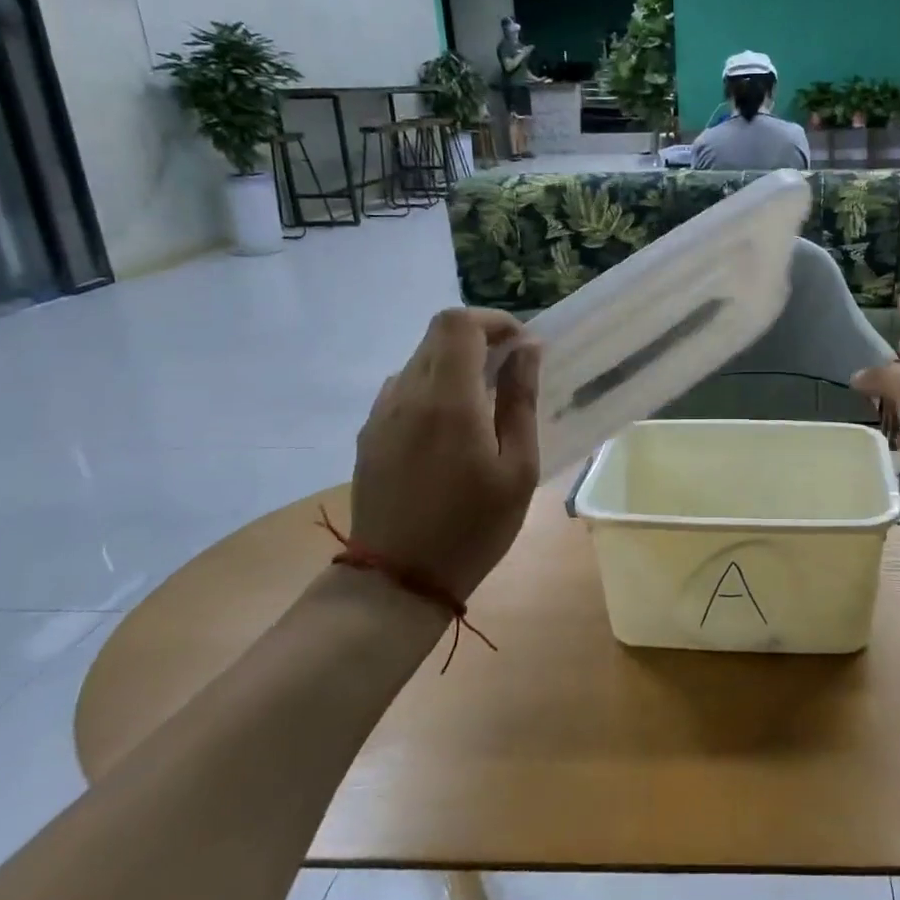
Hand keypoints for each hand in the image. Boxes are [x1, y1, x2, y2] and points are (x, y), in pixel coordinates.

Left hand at [348, 309, 540, 600]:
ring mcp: (382, 413)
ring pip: (420, 358)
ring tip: (486, 399)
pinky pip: (405, 386)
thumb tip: (528, 350)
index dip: (495, 321)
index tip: (523, 346)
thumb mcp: (517, 468)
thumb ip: (520, 401)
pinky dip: (435, 384)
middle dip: (480, 337)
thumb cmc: (473, 527)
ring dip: (457, 361)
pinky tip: (453, 425)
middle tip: (512, 369)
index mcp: (447, 400)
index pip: (459, 323)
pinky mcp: (371, 432)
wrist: (398, 578)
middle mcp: (407, 394)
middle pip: (438, 334)